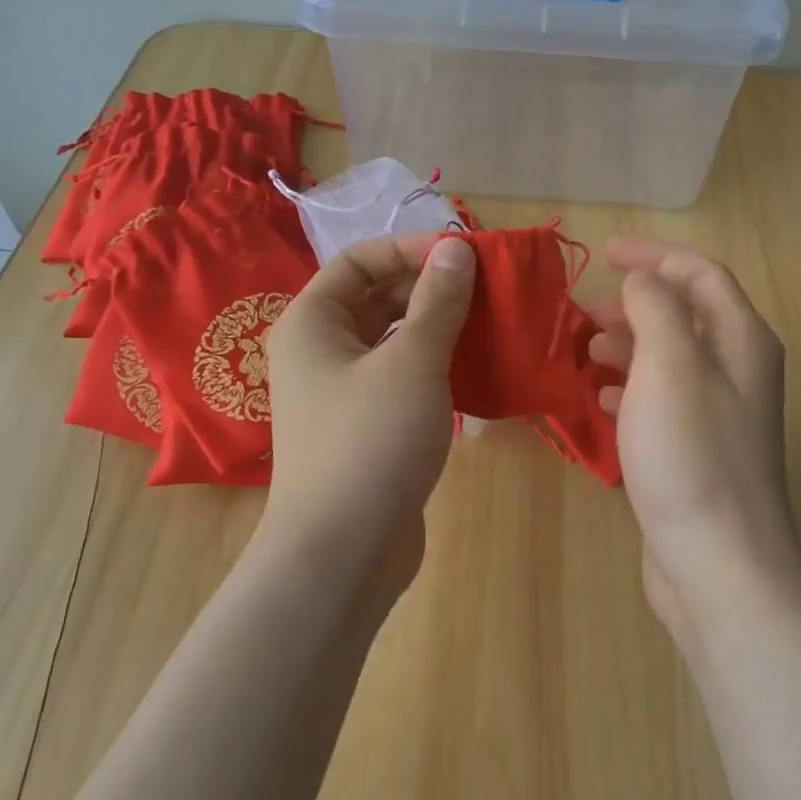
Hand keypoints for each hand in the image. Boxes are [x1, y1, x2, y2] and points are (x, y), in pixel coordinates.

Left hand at [262, 233, 474, 594]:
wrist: (343, 550)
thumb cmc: (371, 440)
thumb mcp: (412, 361)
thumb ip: (437, 301)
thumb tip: (456, 250)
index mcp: (312, 322)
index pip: (359, 260)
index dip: (410, 249)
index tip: (463, 255)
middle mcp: (319, 351)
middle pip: (375, 298)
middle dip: (428, 287)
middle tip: (486, 289)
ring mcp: (342, 393)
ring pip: (391, 340)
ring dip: (436, 327)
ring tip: (488, 323)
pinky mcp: (366, 428)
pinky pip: (400, 378)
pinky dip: (433, 367)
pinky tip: (474, 369)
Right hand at [587, 240, 800, 638]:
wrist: (717, 561)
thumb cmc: (691, 452)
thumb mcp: (669, 364)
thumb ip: (655, 308)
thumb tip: (643, 282)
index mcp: (742, 340)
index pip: (700, 275)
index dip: (655, 257)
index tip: (606, 255)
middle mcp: (739, 371)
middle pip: (687, 315)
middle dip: (637, 303)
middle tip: (586, 311)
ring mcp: (720, 415)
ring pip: (671, 359)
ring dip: (629, 345)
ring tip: (586, 351)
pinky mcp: (698, 452)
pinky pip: (662, 400)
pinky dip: (631, 388)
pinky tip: (602, 399)